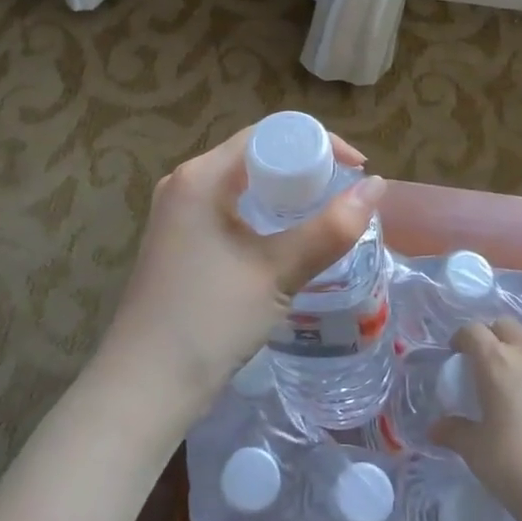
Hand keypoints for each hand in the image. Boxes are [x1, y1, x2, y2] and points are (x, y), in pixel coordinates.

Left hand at [95, 124, 384, 430]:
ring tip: (324, 216)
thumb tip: (377, 186)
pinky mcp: (178, 241)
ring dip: (284, 193)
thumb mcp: (277, 271)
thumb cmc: (210, 319)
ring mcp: (177, 213)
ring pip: (242, 184)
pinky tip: (285, 241)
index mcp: (201, 175)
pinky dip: (262, 214)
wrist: (144, 386)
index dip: (317, 142)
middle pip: (255, 155)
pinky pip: (228, 209)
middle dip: (304, 168)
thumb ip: (330, 228)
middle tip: (344, 195)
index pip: (268, 134)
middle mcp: (185, 183)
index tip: (356, 168)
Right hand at [431, 301, 521, 520]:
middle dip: (497, 337)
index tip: (461, 355)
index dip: (462, 340)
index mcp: (496, 362)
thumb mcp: (474, 452)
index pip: (471, 331)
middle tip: (497, 364)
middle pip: (506, 322)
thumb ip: (454, 432)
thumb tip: (435, 428)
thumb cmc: (516, 474)